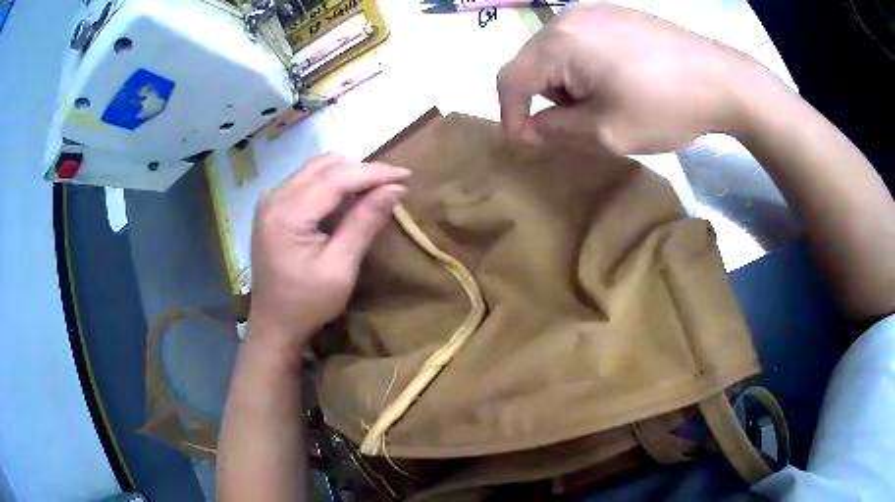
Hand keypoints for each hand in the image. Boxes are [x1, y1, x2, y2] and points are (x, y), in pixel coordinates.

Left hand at [248, 153, 408, 354]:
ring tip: (374, 189)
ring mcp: (270, 200)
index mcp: (287, 214)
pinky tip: (348, 197)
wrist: (273, 323)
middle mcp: (274, 197)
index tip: (406, 175)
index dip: (373, 172)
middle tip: (393, 185)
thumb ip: (364, 223)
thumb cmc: (307, 303)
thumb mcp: (340, 268)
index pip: (335, 177)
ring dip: (348, 173)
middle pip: (325, 165)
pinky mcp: (272, 206)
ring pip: (316, 167)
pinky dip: (332, 181)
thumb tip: (395, 189)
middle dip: (362, 170)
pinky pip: (306, 179)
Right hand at [498, 3, 758, 154]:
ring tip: (610, 100)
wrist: (723, 80)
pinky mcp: (615, 13)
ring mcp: (593, 10)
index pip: (510, 79)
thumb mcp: (606, 132)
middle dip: (550, 97)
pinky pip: (582, 40)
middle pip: (533, 63)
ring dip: (570, 82)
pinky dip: (587, 65)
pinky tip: (621, 79)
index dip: (511, 115)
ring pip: (557, 52)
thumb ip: (557, 131)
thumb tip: (530, 128)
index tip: (529, 143)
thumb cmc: (666, 108)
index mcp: (559, 42)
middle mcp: (568, 17)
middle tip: (586, 122)